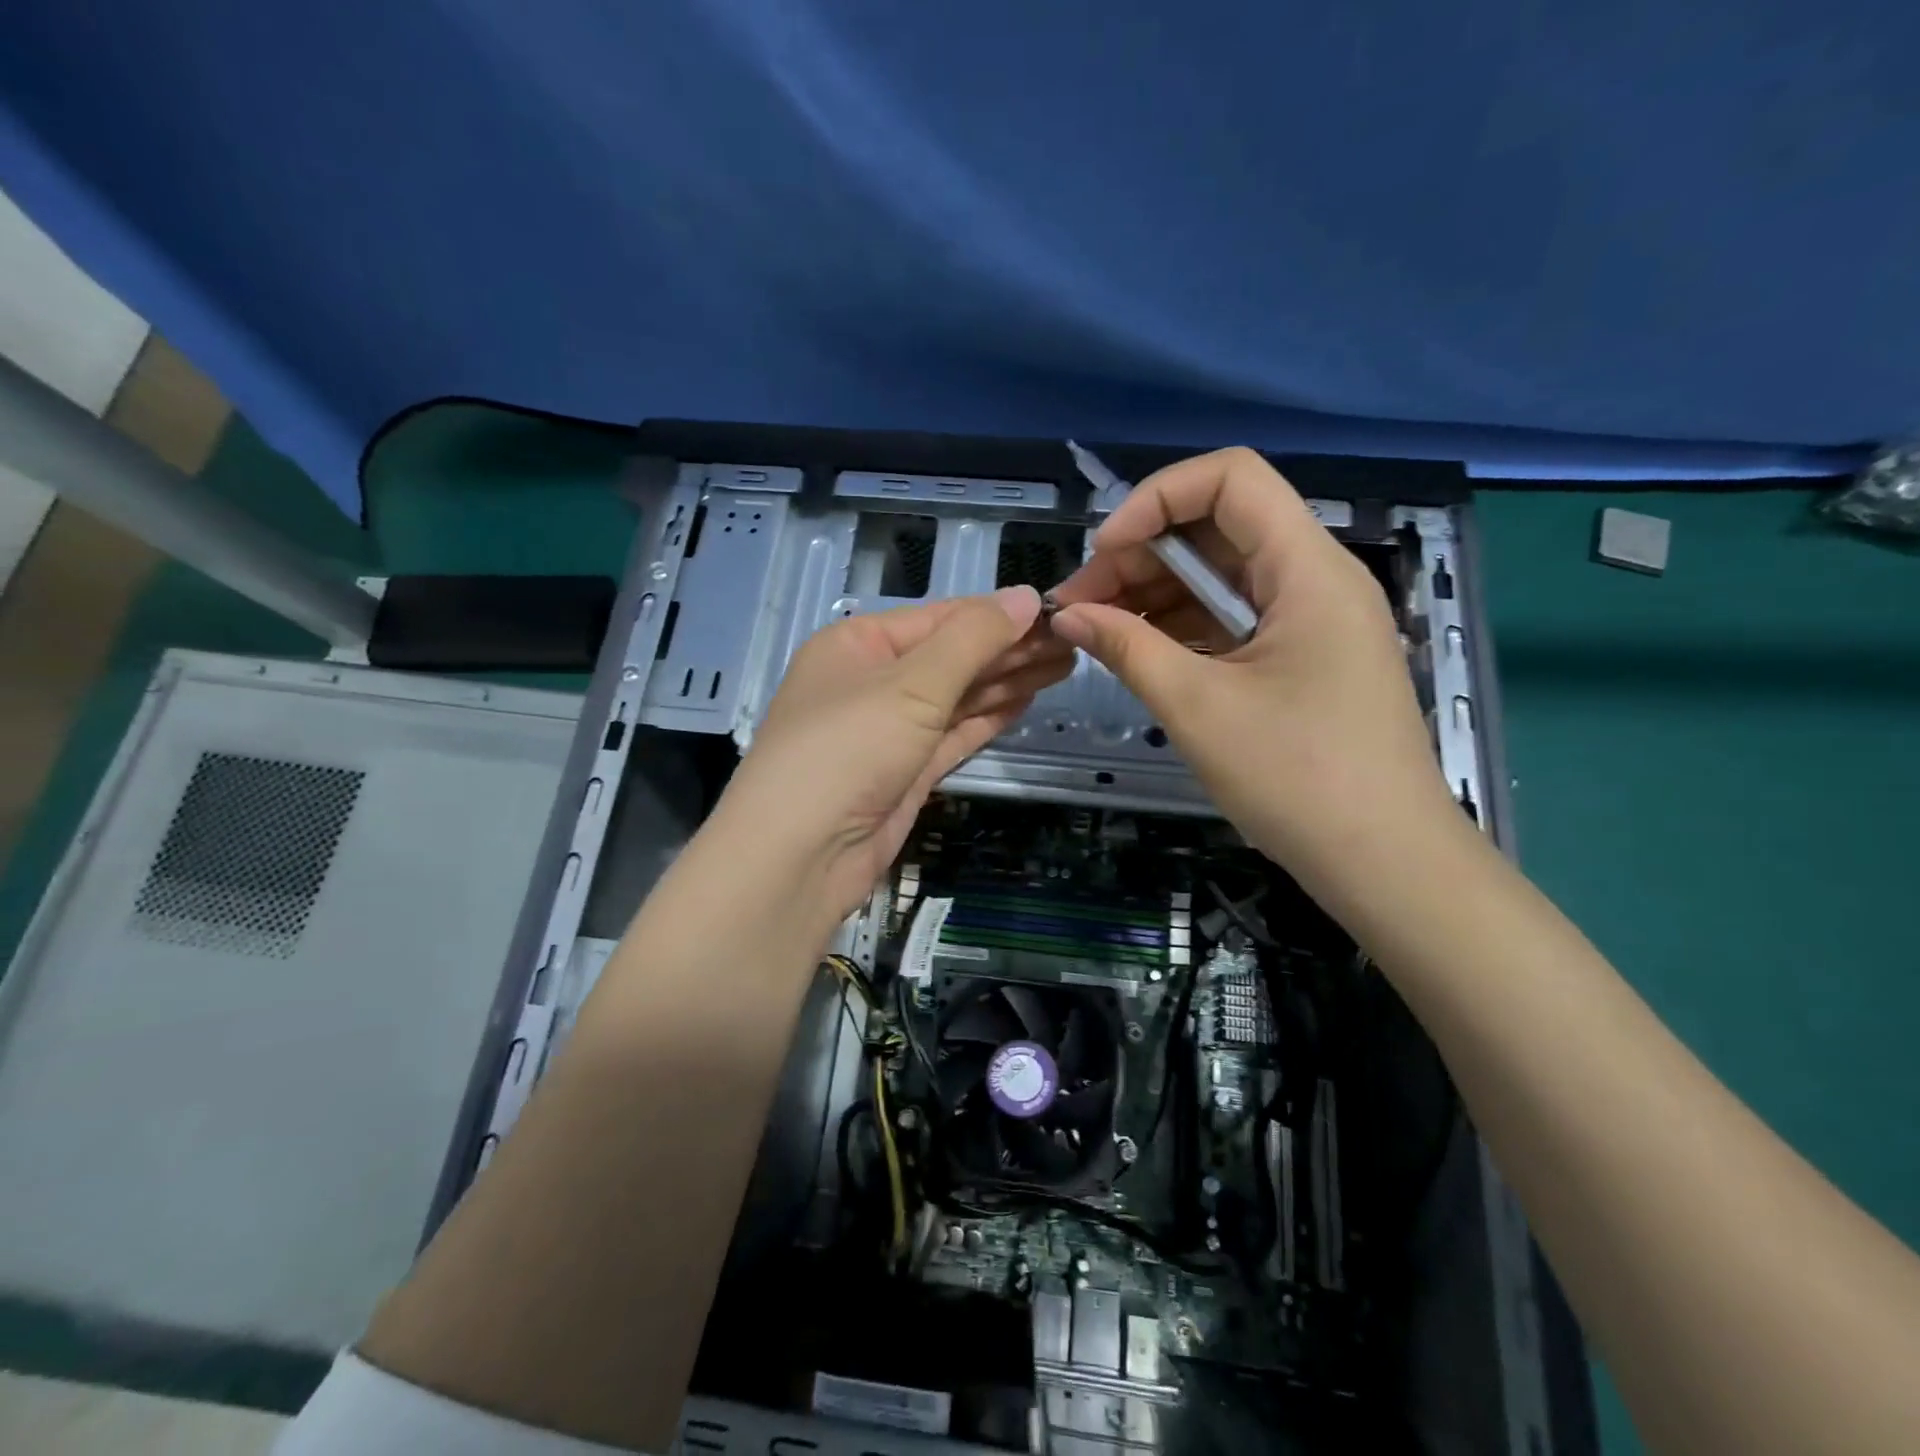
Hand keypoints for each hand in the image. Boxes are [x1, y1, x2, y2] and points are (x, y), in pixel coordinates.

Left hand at [708, 586, 1068, 924]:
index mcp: (860, 643)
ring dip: (1006, 681)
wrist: (801, 854)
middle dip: (1009, 649)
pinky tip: (1026, 701)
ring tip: (1064, 665)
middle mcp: (872, 680)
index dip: (997, 614)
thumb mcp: (912, 684)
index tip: (1053, 612)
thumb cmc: (849, 748)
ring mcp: (890, 729)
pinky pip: (954, 733)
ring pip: (957, 696)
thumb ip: (972, 639)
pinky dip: (988, 717)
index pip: (940, 617)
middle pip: (952, 656)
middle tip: (1072, 642)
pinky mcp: (905, 770)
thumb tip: (1024, 596)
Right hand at [1048, 448, 1457, 902]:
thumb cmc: (1297, 778)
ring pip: (1222, 576)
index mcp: (1307, 570)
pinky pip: (1234, 619)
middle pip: (1218, 528)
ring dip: (1155, 594)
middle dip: (1141, 556)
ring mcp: (1312, 621)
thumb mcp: (1198, 707)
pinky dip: (1183, 627)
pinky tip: (1139, 653)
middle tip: (1080, 607)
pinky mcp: (1303, 658)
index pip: (1230, 479)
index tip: (1103, 554)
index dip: (1156, 499)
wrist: (1384, 862)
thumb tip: (1066, 615)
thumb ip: (1126, 648)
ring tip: (1097, 632)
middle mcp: (1316, 579)